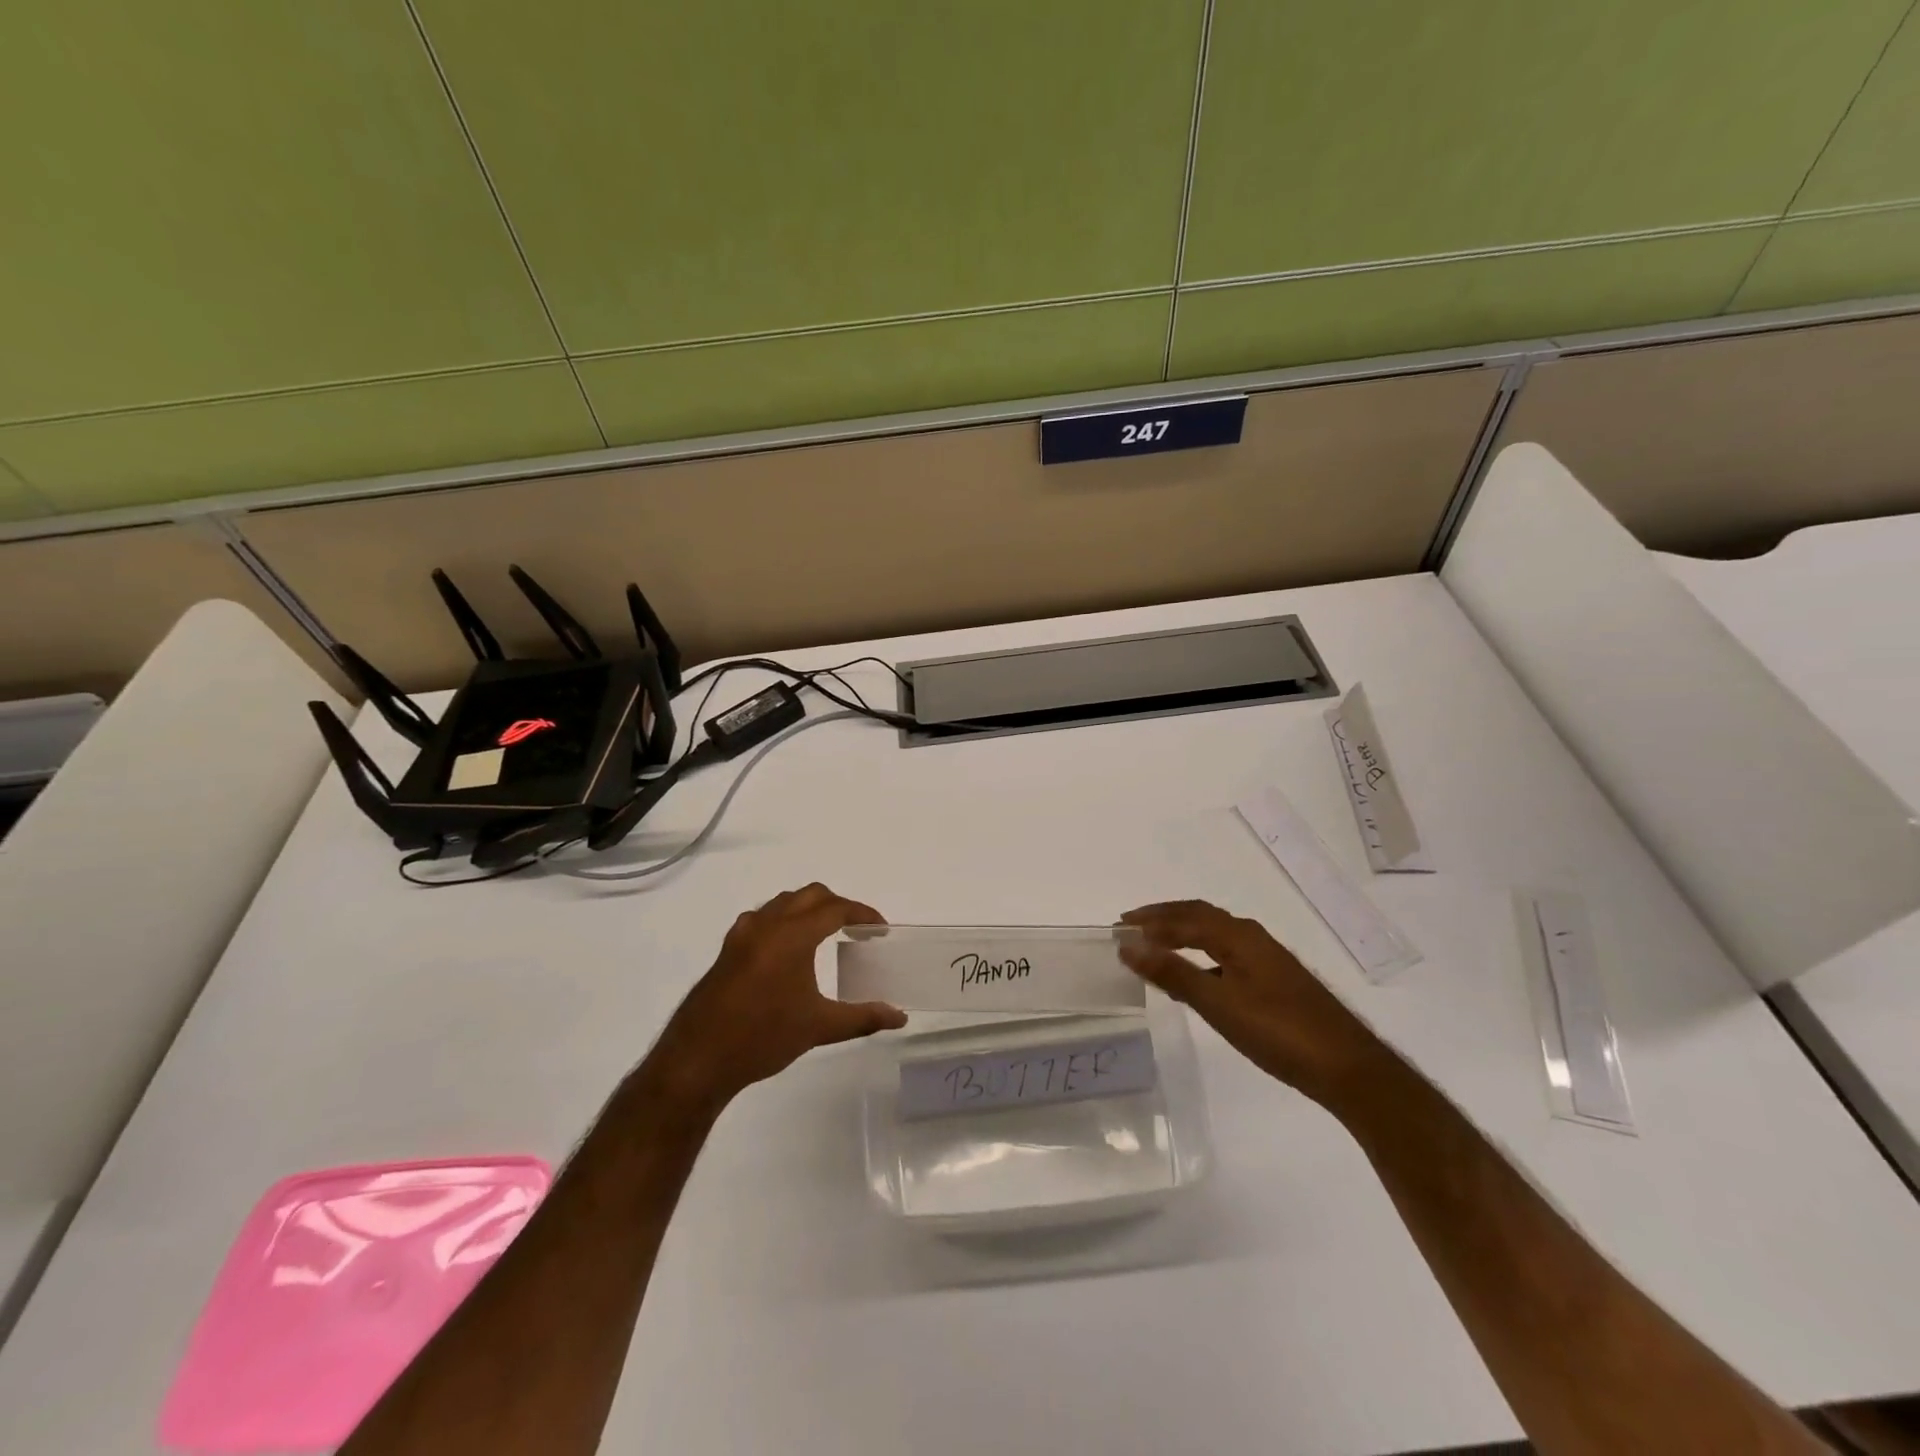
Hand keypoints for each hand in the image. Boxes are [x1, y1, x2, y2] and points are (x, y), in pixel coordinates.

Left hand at [644, 883, 906, 1113]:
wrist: (697, 1060)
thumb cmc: (763, 1038)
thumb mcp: (819, 1028)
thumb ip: (863, 1018)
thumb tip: (900, 1017)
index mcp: (792, 936)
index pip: (835, 909)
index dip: (862, 913)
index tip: (880, 928)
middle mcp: (767, 925)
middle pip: (810, 895)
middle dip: (838, 904)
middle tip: (857, 928)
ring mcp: (742, 935)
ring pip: (783, 903)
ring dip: (808, 909)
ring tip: (825, 934)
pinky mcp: (727, 949)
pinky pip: (761, 918)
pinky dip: (782, 920)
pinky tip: (786, 949)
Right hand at [1119, 900, 1384, 1107]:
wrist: (1348, 1069)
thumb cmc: (1278, 1031)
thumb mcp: (1218, 1003)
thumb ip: (1173, 973)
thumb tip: (1130, 946)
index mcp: (1238, 936)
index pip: (1185, 916)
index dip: (1150, 920)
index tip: (1118, 926)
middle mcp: (1253, 938)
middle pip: (1200, 916)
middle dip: (1163, 919)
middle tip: (1131, 926)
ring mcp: (1267, 960)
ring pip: (1215, 935)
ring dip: (1182, 934)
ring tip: (1154, 946)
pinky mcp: (1275, 982)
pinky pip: (1226, 955)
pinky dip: (1200, 956)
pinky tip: (1195, 978)